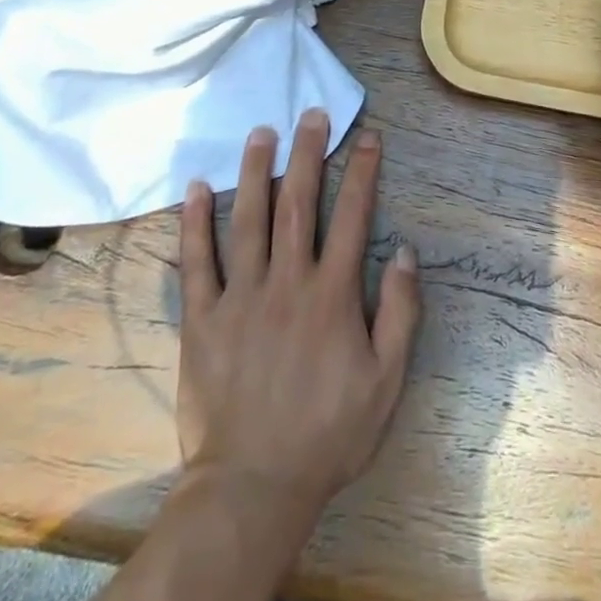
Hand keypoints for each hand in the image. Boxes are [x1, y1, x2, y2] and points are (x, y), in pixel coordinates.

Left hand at [178, 110, 420, 520]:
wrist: (253, 487)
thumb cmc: (328, 433)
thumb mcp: (387, 380)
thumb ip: (401, 312)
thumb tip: (405, 251)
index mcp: (332, 294)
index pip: (352, 216)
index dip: (362, 172)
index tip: (367, 137)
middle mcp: (287, 281)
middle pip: (298, 203)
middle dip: (308, 152)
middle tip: (310, 113)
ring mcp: (240, 297)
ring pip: (247, 219)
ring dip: (255, 171)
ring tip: (260, 132)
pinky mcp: (203, 318)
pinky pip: (197, 262)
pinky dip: (195, 223)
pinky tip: (196, 187)